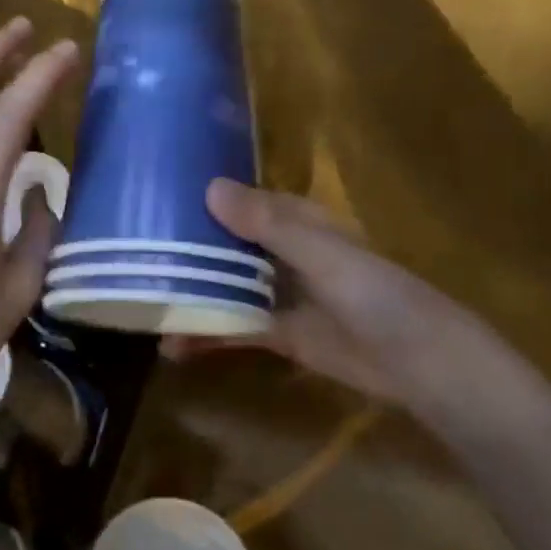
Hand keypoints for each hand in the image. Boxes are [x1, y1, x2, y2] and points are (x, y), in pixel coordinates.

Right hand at [164, 178, 503, 407]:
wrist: (418, 363)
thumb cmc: (374, 293)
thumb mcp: (320, 253)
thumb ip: (267, 224)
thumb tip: (209, 187)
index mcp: (295, 221)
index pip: (240, 201)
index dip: (201, 198)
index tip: (154, 199)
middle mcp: (282, 252)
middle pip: (225, 245)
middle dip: (185, 250)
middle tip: (132, 256)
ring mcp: (278, 294)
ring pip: (224, 287)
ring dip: (190, 294)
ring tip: (141, 304)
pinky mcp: (278, 334)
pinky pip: (233, 329)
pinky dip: (206, 335)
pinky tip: (171, 347)